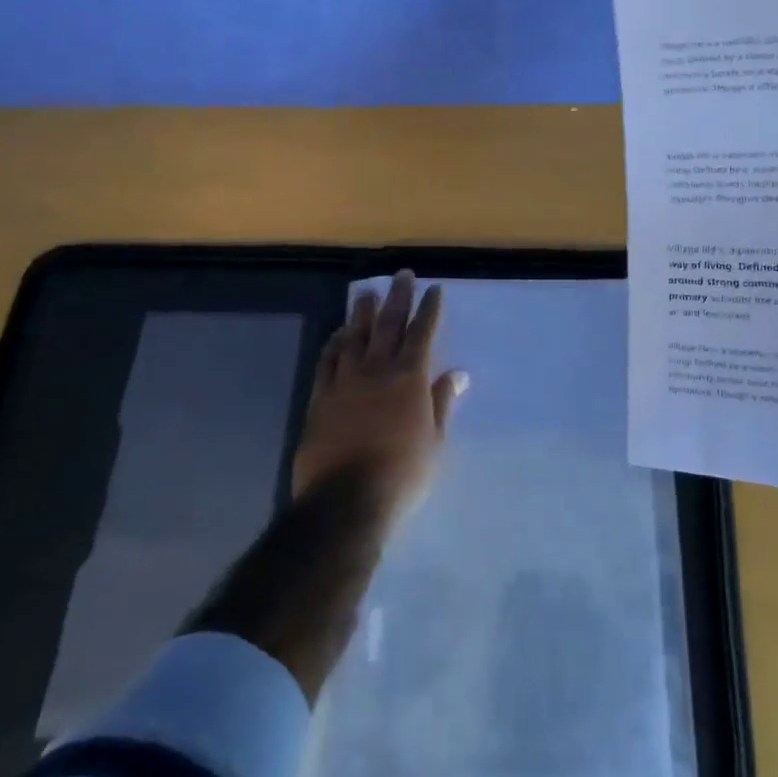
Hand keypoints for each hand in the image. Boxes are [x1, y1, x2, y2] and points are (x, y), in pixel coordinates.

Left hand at [293, 270, 467, 518]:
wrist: (347, 501)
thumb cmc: (402, 474)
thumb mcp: (434, 442)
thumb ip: (442, 403)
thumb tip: (457, 374)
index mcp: (409, 379)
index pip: (422, 334)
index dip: (429, 310)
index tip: (434, 289)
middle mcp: (377, 371)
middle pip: (388, 325)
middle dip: (397, 298)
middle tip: (401, 275)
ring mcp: (345, 382)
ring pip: (354, 337)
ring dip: (361, 312)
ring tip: (365, 291)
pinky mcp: (320, 398)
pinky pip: (327, 361)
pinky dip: (334, 343)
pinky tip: (337, 334)